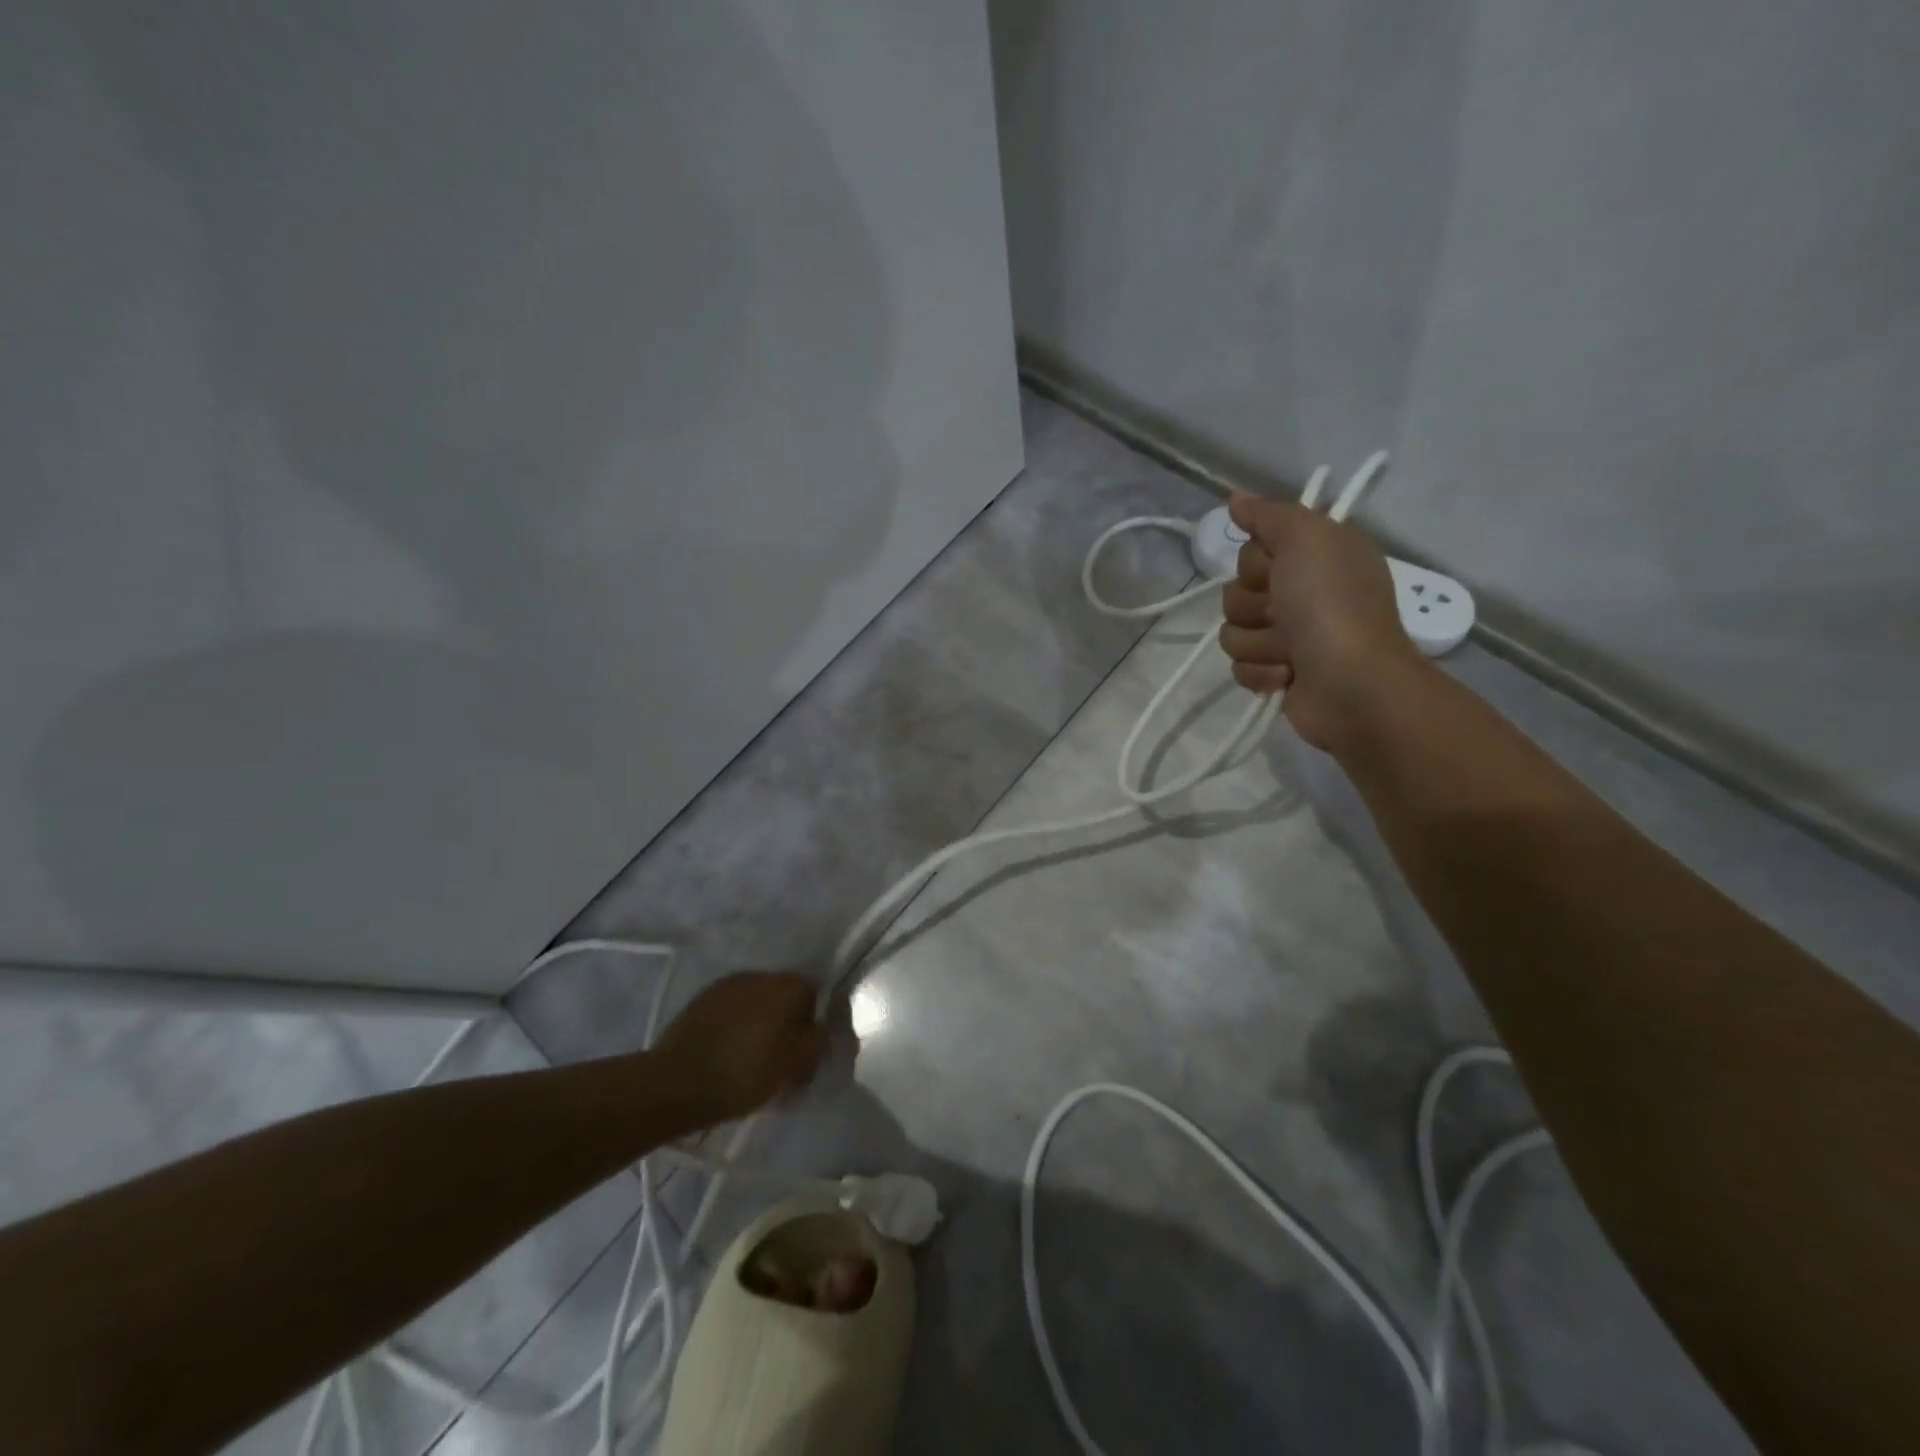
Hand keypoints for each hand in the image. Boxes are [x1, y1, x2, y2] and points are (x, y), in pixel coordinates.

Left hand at [653, 972, 827, 1123]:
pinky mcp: (699, 1002)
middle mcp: (760, 974)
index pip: (814, 994)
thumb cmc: (747, 1072)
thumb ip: (820, 1043)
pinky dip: (733, 1028)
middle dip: (786, 1023)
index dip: (813, 1024)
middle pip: (784, 997)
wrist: (677, 1082)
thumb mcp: (797, 1065)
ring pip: (755, 1004)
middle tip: (781, 1059)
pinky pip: (730, 1013)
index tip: (805, 1053)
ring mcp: (726, 985)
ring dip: (758, 1024)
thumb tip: (825, 1031)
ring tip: (751, 1059)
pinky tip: (727, 1054)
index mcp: (788, 984)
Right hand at [1218, 491, 1426, 750]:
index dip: (1256, 564)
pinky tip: (1288, 676)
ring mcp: (1289, 638)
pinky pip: (1240, 666)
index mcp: (1314, 559)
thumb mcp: (1307, 539)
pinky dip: (1262, 672)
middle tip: (1286, 615)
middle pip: (1235, 593)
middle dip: (1254, 607)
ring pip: (1233, 632)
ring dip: (1260, 643)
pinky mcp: (1277, 675)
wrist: (1352, 684)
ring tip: (1291, 652)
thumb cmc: (1332, 607)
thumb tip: (1235, 498)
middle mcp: (1302, 594)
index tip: (1278, 571)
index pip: (1251, 553)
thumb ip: (1269, 515)